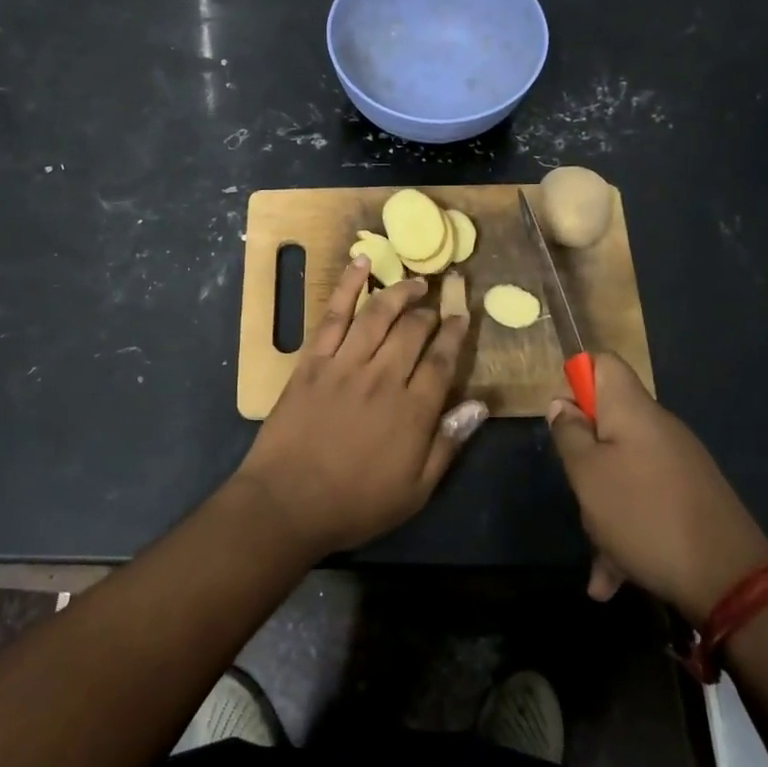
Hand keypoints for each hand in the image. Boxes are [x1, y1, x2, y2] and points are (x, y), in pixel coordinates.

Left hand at [237, 258, 486, 557]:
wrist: (287, 502)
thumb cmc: (355, 503)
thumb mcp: (415, 490)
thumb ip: (448, 444)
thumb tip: (480, 404)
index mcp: (412, 411)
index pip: (442, 360)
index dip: (455, 335)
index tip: (462, 317)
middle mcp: (382, 378)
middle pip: (413, 331)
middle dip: (429, 313)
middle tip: (436, 305)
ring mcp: (344, 364)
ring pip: (378, 314)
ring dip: (400, 292)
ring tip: (414, 282)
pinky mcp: (312, 360)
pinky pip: (333, 315)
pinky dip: (348, 285)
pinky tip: (362, 263)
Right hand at [548, 353, 767, 623]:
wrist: (730, 580)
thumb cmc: (643, 514)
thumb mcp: (587, 474)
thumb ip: (569, 434)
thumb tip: (563, 404)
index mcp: (632, 410)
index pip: (603, 363)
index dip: (576, 380)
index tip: (564, 422)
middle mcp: (658, 428)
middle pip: (608, 421)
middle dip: (584, 456)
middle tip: (578, 490)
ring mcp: (678, 464)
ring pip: (623, 469)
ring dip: (602, 506)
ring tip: (599, 553)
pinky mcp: (690, 498)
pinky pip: (645, 501)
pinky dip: (625, 529)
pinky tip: (613, 577)